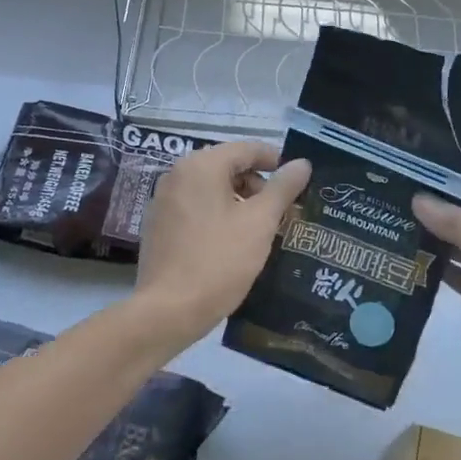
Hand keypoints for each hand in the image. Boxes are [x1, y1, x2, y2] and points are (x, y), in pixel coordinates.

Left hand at [131, 141, 310, 351]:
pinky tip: (233, 241)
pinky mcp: (158, 225)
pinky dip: (218, 214)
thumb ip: (283, 188)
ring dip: (239, 200)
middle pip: (227, 166)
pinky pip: (196, 207)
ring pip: (211, 188)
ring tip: (262, 228)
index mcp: (201, 165)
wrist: (168, 311)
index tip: (298, 180)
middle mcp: (177, 174)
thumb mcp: (260, 223)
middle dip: (258, 184)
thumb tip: (302, 163)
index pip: (246, 149)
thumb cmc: (219, 261)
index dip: (276, 161)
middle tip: (283, 210)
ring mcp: (163, 200)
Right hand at [412, 194, 460, 438]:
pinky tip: (410, 266)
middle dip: (435, 221)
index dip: (447, 197)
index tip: (407, 189)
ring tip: (392, 234)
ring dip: (433, 247)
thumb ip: (459, 226)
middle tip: (390, 210)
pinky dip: (438, 274)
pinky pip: (460, 281)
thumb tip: (419, 199)